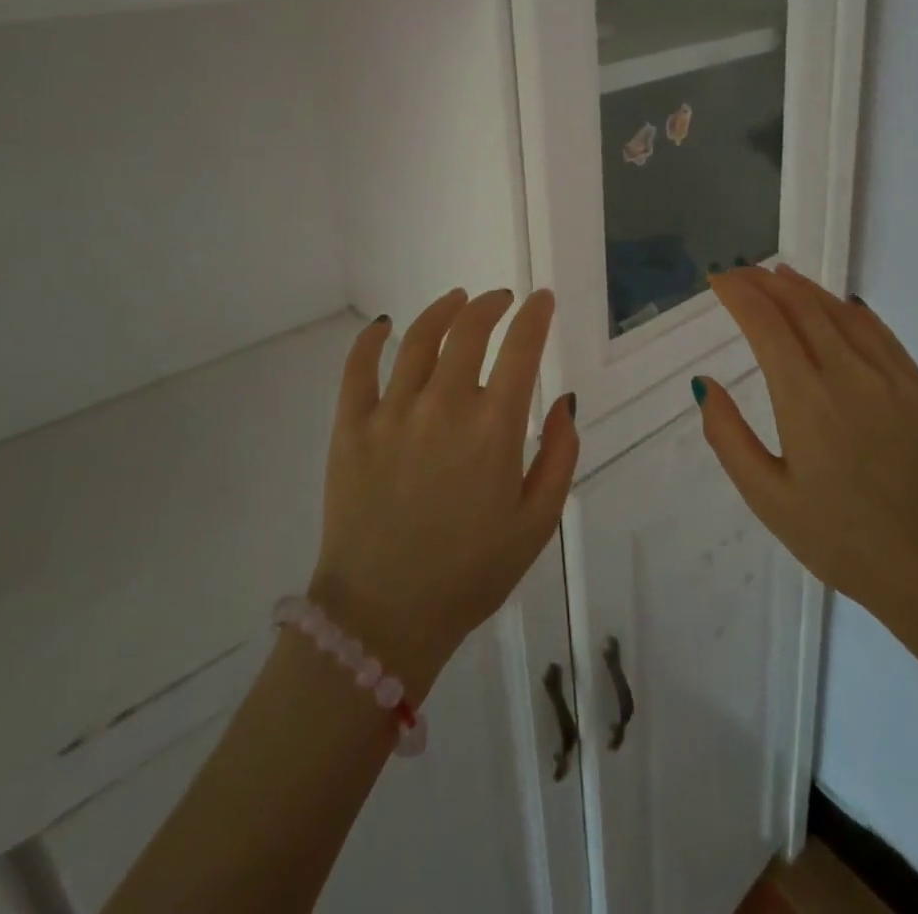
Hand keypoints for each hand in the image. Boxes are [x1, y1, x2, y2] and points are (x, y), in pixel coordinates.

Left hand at [309, 288, 576, 698]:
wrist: (384, 618)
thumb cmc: (471, 574)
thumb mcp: (537, 523)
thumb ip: (560, 456)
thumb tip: (566, 401)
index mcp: (493, 428)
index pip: (521, 348)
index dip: (535, 315)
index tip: (543, 298)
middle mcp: (443, 406)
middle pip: (469, 330)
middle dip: (492, 305)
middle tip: (501, 299)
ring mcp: (392, 413)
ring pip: (419, 338)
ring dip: (443, 310)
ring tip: (457, 299)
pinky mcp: (350, 428)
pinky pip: (358, 368)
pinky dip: (371, 339)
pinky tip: (383, 325)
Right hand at [694, 265, 917, 673]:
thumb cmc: (842, 541)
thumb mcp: (768, 499)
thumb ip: (729, 437)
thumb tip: (705, 384)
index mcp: (807, 401)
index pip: (766, 324)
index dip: (739, 294)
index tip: (717, 279)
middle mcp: (850, 376)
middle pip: (801, 307)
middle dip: (765, 282)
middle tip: (740, 272)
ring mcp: (892, 378)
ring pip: (840, 312)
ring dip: (804, 288)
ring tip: (778, 275)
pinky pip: (879, 332)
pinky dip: (848, 309)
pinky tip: (835, 305)